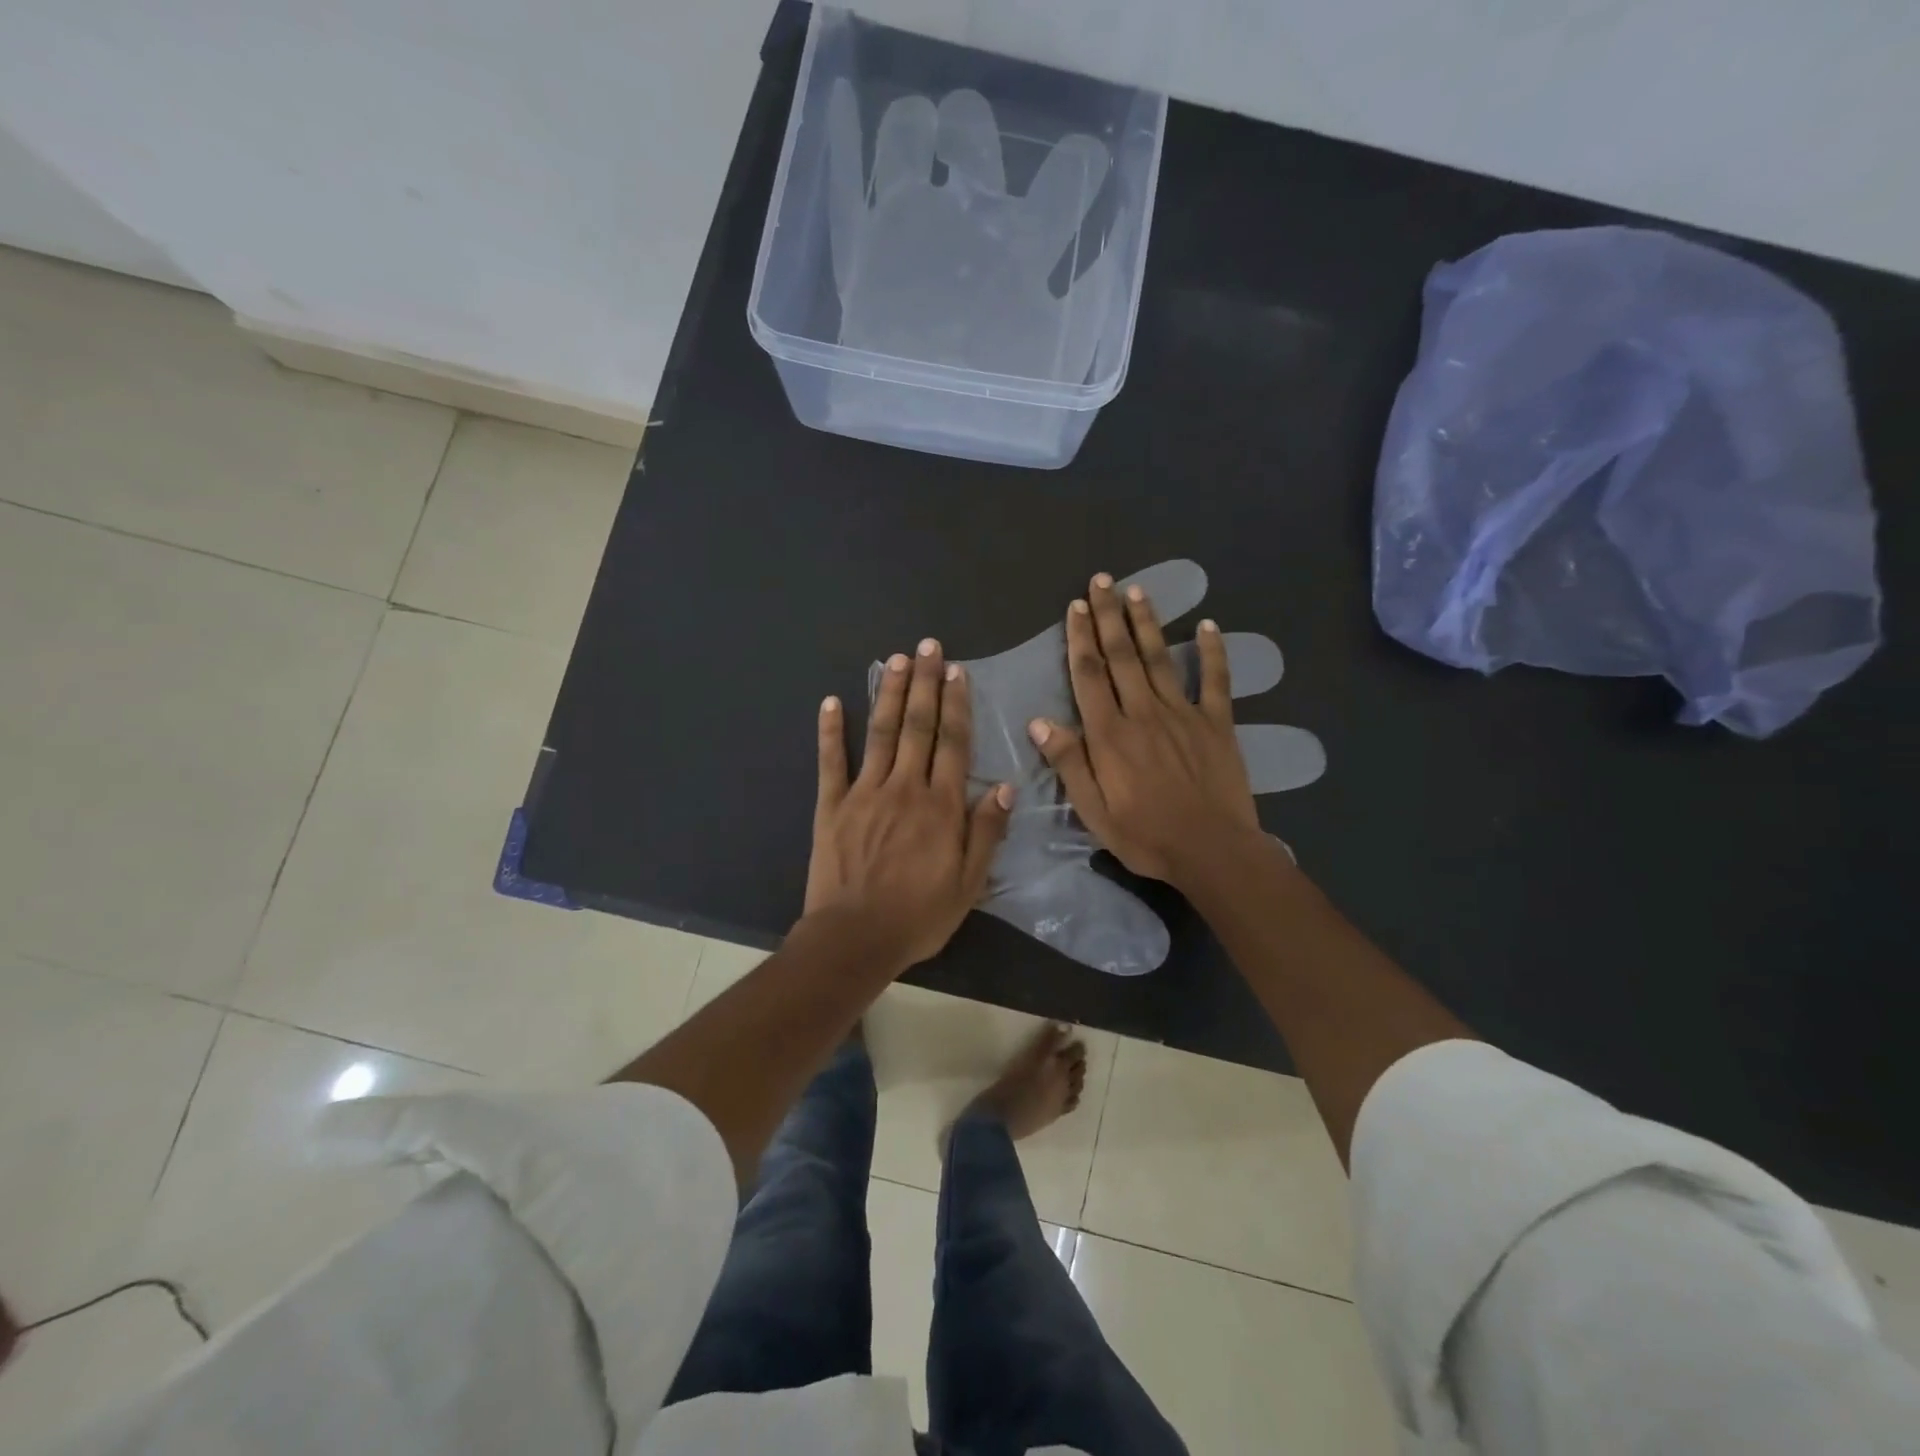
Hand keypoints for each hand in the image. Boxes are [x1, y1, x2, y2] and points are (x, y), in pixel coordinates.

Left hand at [805, 639, 1013, 969]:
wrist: (854, 937)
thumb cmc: (918, 916)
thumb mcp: (968, 884)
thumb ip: (986, 833)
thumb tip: (1006, 788)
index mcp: (941, 805)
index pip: (953, 743)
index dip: (957, 704)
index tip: (957, 672)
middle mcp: (905, 787)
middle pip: (918, 726)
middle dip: (925, 684)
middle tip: (928, 647)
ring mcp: (864, 792)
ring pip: (881, 732)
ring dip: (889, 693)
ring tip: (895, 659)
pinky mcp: (832, 805)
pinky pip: (831, 761)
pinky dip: (830, 731)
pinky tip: (830, 702)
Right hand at [1027, 573, 1261, 886]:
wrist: (1212, 851)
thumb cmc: (1146, 836)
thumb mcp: (1094, 810)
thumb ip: (1069, 763)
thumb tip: (1040, 721)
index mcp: (1111, 734)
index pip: (1090, 675)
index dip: (1080, 639)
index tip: (1076, 607)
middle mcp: (1144, 712)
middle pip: (1122, 656)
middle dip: (1109, 616)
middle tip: (1102, 581)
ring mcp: (1184, 714)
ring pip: (1160, 659)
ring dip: (1147, 623)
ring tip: (1136, 591)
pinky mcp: (1218, 723)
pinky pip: (1216, 680)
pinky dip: (1213, 652)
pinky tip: (1209, 625)